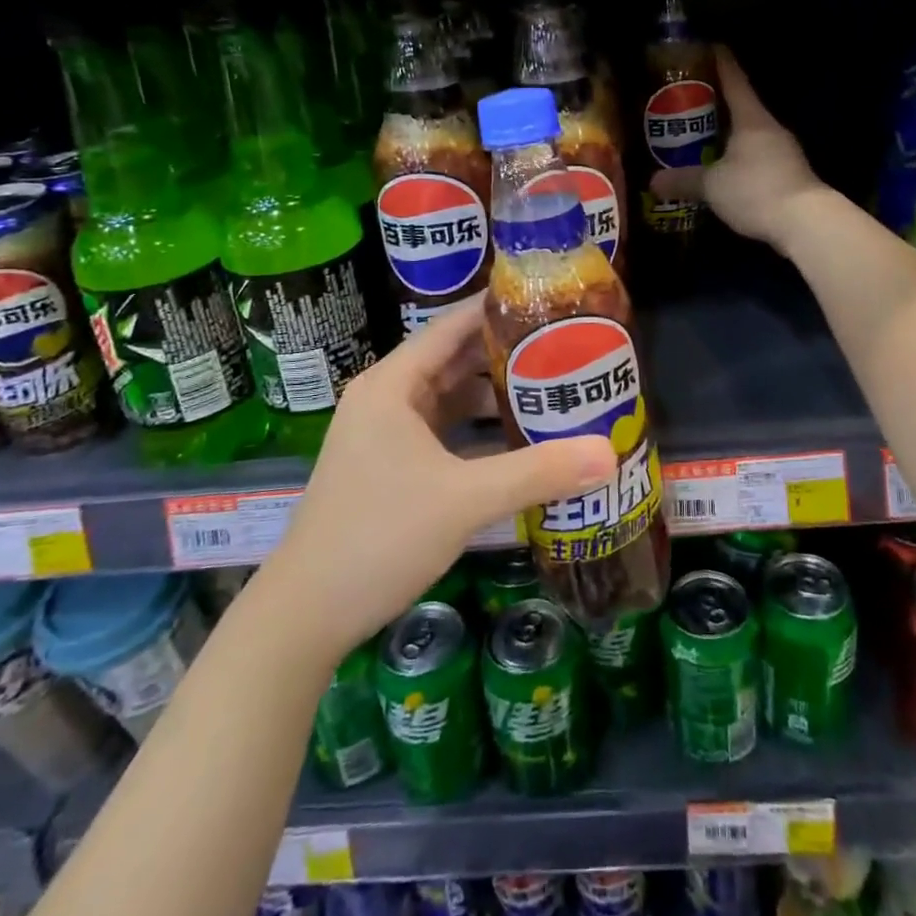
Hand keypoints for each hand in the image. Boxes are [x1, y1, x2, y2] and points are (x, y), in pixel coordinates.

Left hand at [269, 297, 617, 659]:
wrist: (305, 616)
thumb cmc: (378, 537)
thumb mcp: (464, 500)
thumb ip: (537, 472)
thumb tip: (610, 453)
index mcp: (393, 384)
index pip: (451, 325)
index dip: (497, 307)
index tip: (548, 299)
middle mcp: (386, 398)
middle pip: (454, 359)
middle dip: (506, 352)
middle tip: (565, 345)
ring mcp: (385, 435)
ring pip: (450, 398)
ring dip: (494, 394)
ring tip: (553, 387)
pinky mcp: (390, 467)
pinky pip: (444, 431)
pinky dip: (479, 429)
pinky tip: (518, 438)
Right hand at [651, 45, 828, 251]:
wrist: (806, 223)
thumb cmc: (756, 190)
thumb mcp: (712, 185)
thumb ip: (683, 180)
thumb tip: (653, 180)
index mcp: (752, 119)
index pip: (735, 81)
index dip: (721, 63)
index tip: (710, 46)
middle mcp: (770, 129)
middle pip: (742, 107)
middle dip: (716, 104)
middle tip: (689, 102)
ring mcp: (784, 152)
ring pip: (749, 135)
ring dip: (728, 135)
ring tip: (701, 138)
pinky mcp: (788, 175)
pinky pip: (756, 158)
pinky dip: (739, 159)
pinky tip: (724, 170)